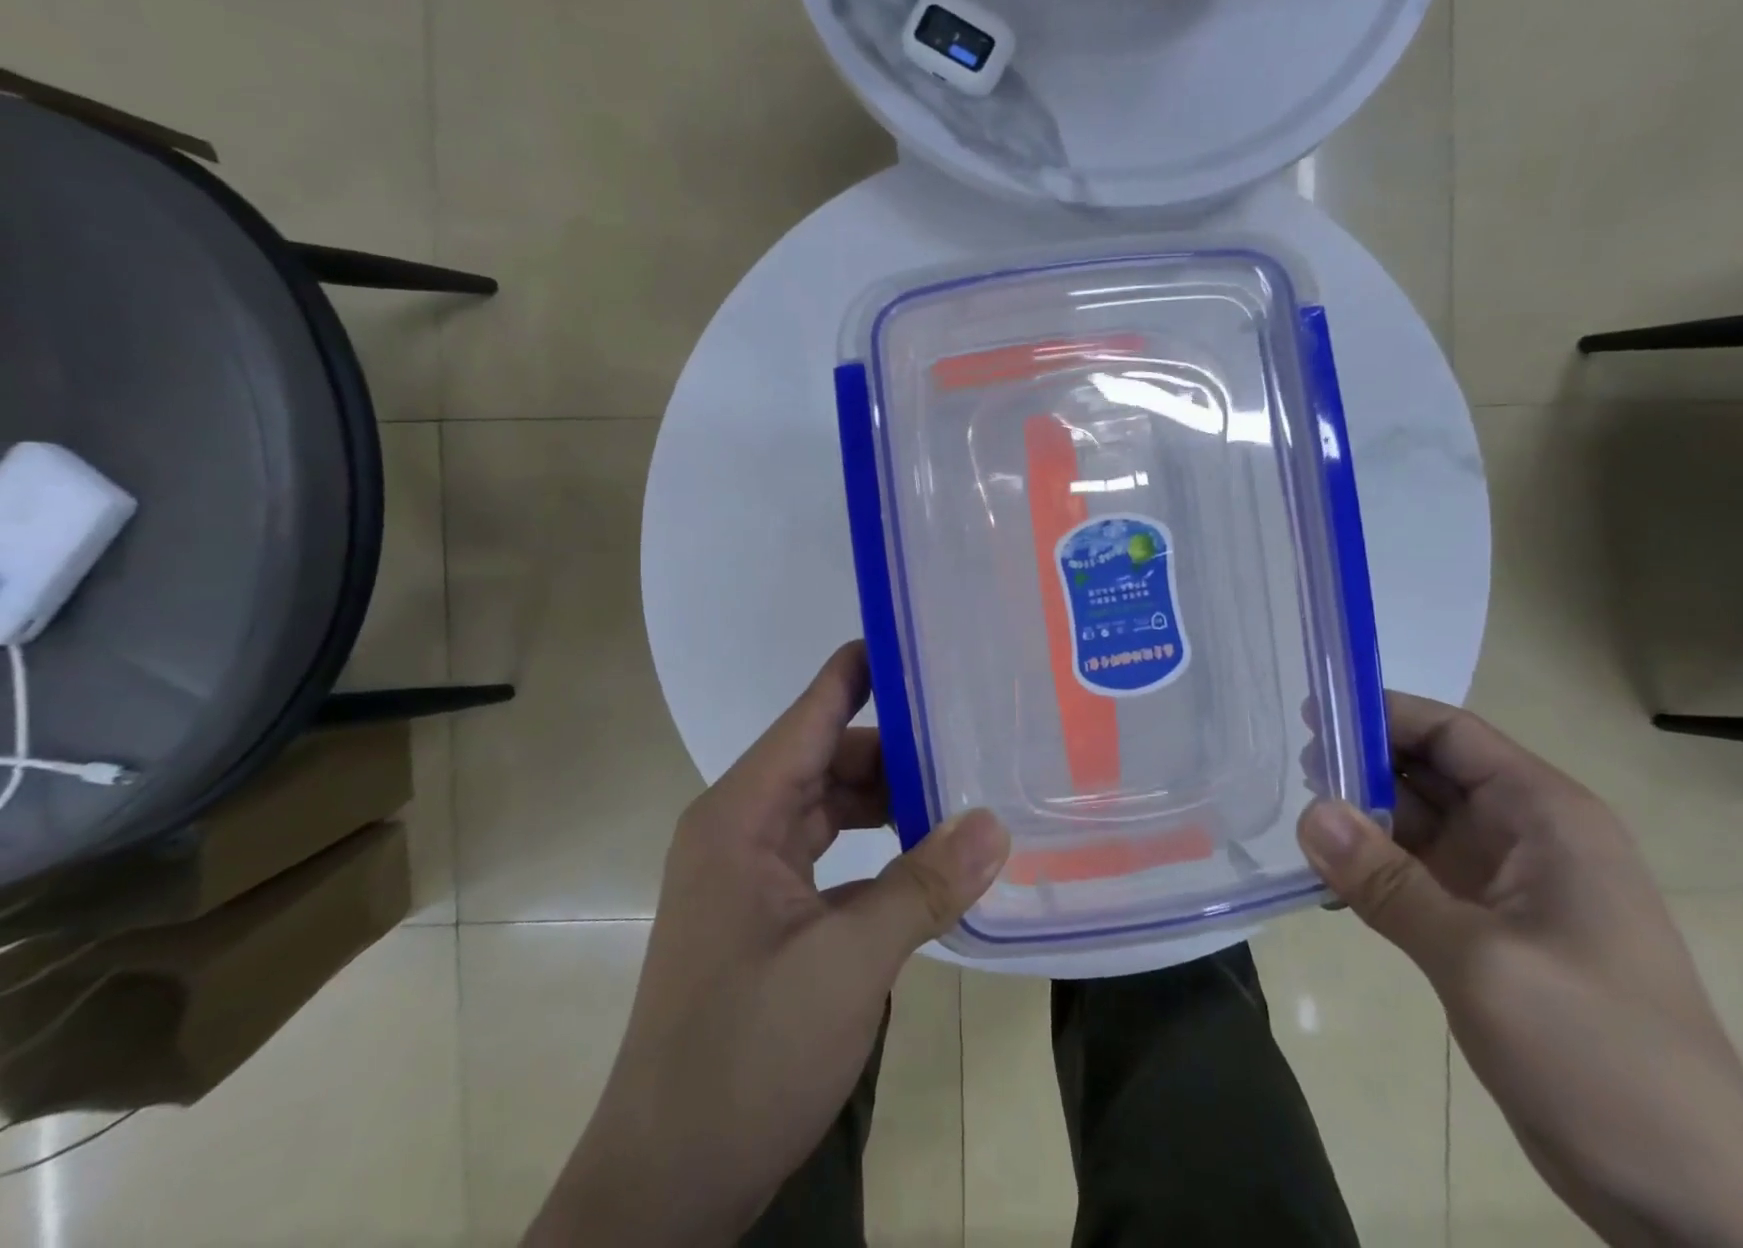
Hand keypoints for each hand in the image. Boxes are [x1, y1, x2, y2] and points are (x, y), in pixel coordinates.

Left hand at [524, 642, 1009, 1247]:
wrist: (667, 1183)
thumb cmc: (743, 1057)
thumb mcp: (846, 966)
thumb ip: (923, 886)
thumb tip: (995, 822)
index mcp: (741, 815)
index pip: (810, 714)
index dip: (861, 670)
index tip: (919, 637)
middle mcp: (743, 827)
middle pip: (829, 757)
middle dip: (898, 747)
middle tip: (975, 733)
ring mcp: (754, 870)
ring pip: (833, 805)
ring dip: (892, 800)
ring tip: (966, 791)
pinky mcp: (770, 910)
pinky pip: (833, 851)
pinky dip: (880, 845)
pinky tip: (931, 854)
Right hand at [1298, 694, 1742, 1247]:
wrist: (1688, 1196)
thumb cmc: (1600, 1052)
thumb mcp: (1483, 960)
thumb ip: (1388, 882)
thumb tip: (1308, 813)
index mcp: (1546, 816)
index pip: (1451, 733)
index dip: (1382, 713)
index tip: (1309, 713)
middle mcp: (1524, 835)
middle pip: (1427, 770)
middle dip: (1360, 764)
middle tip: (1286, 768)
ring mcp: (1504, 883)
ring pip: (1415, 821)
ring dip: (1359, 817)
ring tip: (1291, 816)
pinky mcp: (1484, 927)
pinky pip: (1412, 872)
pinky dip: (1369, 867)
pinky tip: (1322, 874)